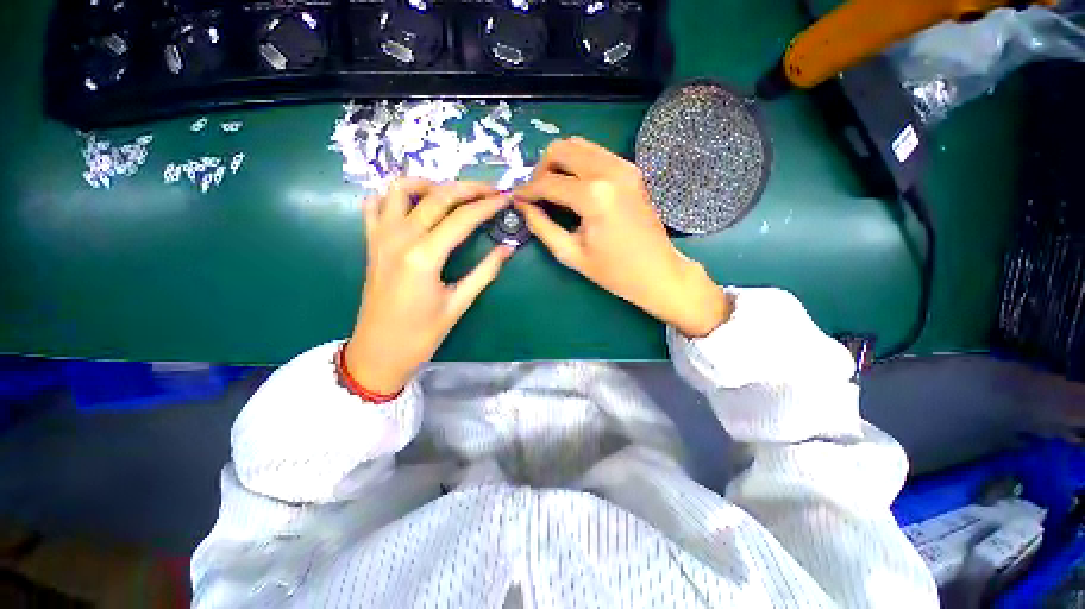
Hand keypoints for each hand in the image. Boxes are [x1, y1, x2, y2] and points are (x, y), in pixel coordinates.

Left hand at [346, 178, 512, 394]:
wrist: (378, 352)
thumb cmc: (422, 334)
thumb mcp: (458, 304)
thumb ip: (485, 272)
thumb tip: (508, 249)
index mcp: (424, 256)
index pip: (462, 218)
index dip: (487, 205)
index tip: (506, 198)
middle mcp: (400, 238)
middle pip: (437, 196)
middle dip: (468, 188)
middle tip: (491, 189)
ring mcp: (381, 237)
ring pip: (401, 189)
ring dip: (430, 184)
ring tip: (452, 195)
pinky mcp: (371, 243)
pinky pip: (376, 205)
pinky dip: (395, 196)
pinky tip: (415, 206)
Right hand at [513, 137, 730, 337]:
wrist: (658, 272)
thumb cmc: (614, 271)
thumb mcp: (571, 254)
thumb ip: (542, 226)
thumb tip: (522, 206)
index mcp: (593, 196)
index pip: (548, 182)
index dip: (527, 190)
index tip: (515, 198)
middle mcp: (609, 171)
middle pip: (562, 149)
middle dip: (541, 169)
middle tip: (536, 193)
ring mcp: (624, 166)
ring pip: (579, 145)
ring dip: (559, 163)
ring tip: (553, 189)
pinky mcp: (631, 170)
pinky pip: (596, 154)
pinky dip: (578, 164)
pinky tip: (575, 186)